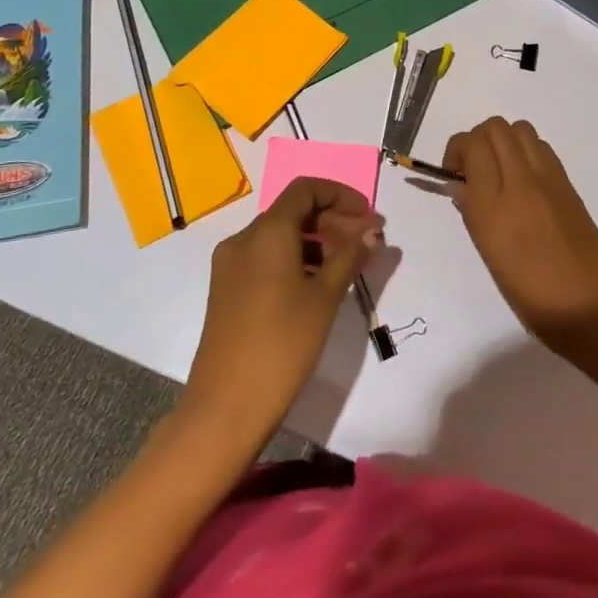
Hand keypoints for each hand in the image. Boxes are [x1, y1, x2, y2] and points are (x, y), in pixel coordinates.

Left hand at [182, 178, 382, 451]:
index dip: (341, 195)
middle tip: (367, 240)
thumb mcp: (325, 297)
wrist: (225, 408)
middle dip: (333, 219)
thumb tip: (372, 231)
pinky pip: (266, 257)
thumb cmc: (283, 345)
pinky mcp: (227, 289)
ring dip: (316, 240)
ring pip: (280, 236)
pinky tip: (318, 283)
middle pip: (293, 211)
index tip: (368, 217)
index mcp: (267, 232)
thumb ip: (350, 256)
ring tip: (348, 264)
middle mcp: (244, 239)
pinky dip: (295, 258)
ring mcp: (231, 265)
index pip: (306, 190)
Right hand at [441, 117, 597, 350]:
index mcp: (494, 203)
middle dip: (478, 140)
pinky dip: (525, 151)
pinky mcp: (568, 183)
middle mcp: (521, 180)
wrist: (588, 305)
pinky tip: (523, 181)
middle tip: (473, 169)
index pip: (473, 144)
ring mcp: (549, 178)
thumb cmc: (530, 293)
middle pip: (496, 127)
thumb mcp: (488, 254)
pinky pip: (541, 148)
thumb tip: (461, 185)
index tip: (454, 173)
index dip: (457, 150)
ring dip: (503, 141)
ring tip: (499, 171)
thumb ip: (471, 211)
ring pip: (520, 129)